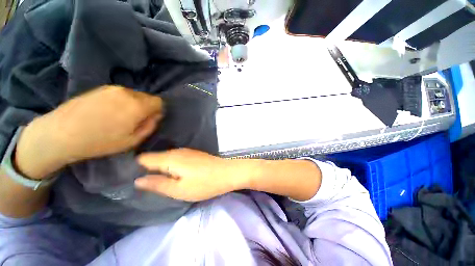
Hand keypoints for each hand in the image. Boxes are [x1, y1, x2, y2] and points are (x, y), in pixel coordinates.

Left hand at [15, 85, 163, 178]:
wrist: (61, 133)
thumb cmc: (100, 141)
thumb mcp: (132, 141)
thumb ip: (150, 126)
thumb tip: (156, 116)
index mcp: (137, 105)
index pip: (159, 101)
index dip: (158, 110)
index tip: (151, 119)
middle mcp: (128, 92)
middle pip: (147, 97)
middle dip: (146, 107)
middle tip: (135, 120)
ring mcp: (113, 88)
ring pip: (134, 95)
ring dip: (134, 104)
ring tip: (120, 116)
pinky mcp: (101, 88)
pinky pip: (121, 93)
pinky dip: (122, 101)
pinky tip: (109, 111)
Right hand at [135, 149, 246, 201]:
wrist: (228, 172)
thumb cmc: (205, 183)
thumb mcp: (179, 189)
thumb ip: (157, 184)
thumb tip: (137, 180)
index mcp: (170, 158)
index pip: (143, 159)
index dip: (133, 167)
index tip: (125, 177)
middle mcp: (176, 151)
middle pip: (154, 157)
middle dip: (145, 168)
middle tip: (139, 183)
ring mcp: (186, 151)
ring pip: (165, 158)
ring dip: (158, 167)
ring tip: (152, 180)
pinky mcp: (193, 154)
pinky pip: (175, 158)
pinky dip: (169, 165)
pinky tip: (170, 173)